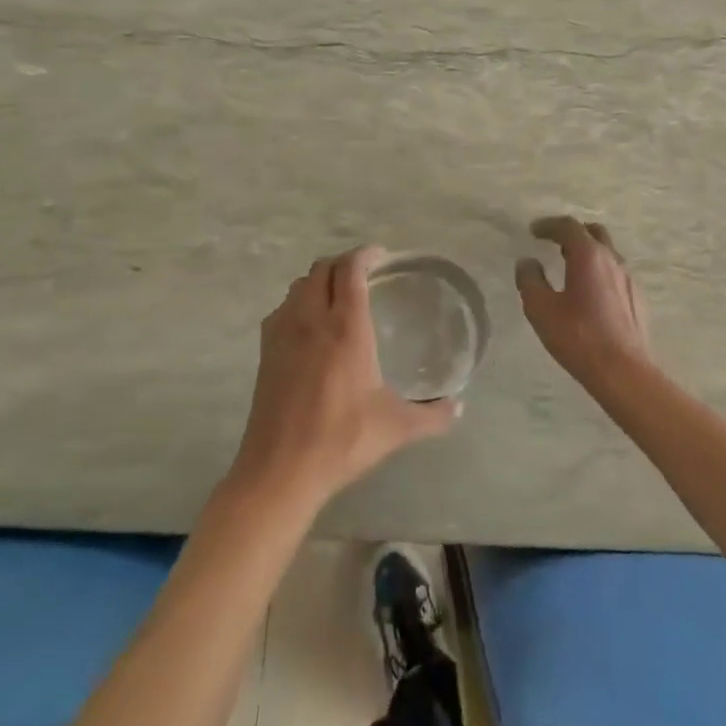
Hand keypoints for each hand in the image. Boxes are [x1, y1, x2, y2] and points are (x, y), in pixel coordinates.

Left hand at [228, 246, 458, 512]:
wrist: (279, 471)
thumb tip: (460, 407)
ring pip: (299, 286)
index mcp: (345, 327)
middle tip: (364, 274)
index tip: (381, 256)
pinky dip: (298, 302)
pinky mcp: (265, 352)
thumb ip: (433, 415)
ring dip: (319, 280)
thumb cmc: (341, 440)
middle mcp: (311, 319)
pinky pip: (282, 309)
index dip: (366, 254)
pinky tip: (310, 325)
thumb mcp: (396, 428)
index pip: (351, 270)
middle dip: (343, 263)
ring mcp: (283, 334)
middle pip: (322, 269)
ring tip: (338, 295)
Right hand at [515, 216, 652, 389]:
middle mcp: (612, 259)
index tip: (534, 231)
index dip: (548, 225)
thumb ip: (530, 280)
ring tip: (570, 267)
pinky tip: (590, 293)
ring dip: (588, 252)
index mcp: (588, 256)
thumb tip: (527, 262)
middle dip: (572, 233)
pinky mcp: (637, 298)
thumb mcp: (541, 309)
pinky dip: (599, 271)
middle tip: (554, 243)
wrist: (624, 371)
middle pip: (593, 232)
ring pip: (607, 252)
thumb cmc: (579, 338)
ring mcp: (628, 278)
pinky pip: (615, 273)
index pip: (568, 226)